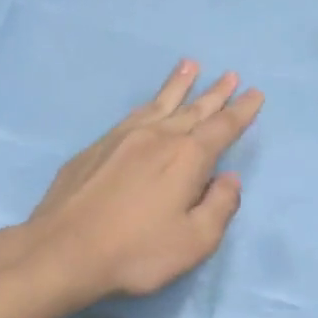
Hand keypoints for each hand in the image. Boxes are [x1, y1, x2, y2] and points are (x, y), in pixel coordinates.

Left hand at [16, 59, 263, 308]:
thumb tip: (230, 179)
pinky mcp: (95, 148)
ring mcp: (121, 139)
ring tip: (190, 66)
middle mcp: (156, 137)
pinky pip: (132, 115)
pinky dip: (148, 104)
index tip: (255, 94)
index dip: (241, 111)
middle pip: (193, 109)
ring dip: (178, 85)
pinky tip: (148, 106)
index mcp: (186, 158)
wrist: (62, 250)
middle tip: (231, 75)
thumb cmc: (136, 252)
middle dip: (215, 93)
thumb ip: (219, 207)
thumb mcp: (194, 241)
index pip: (222, 128)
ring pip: (158, 104)